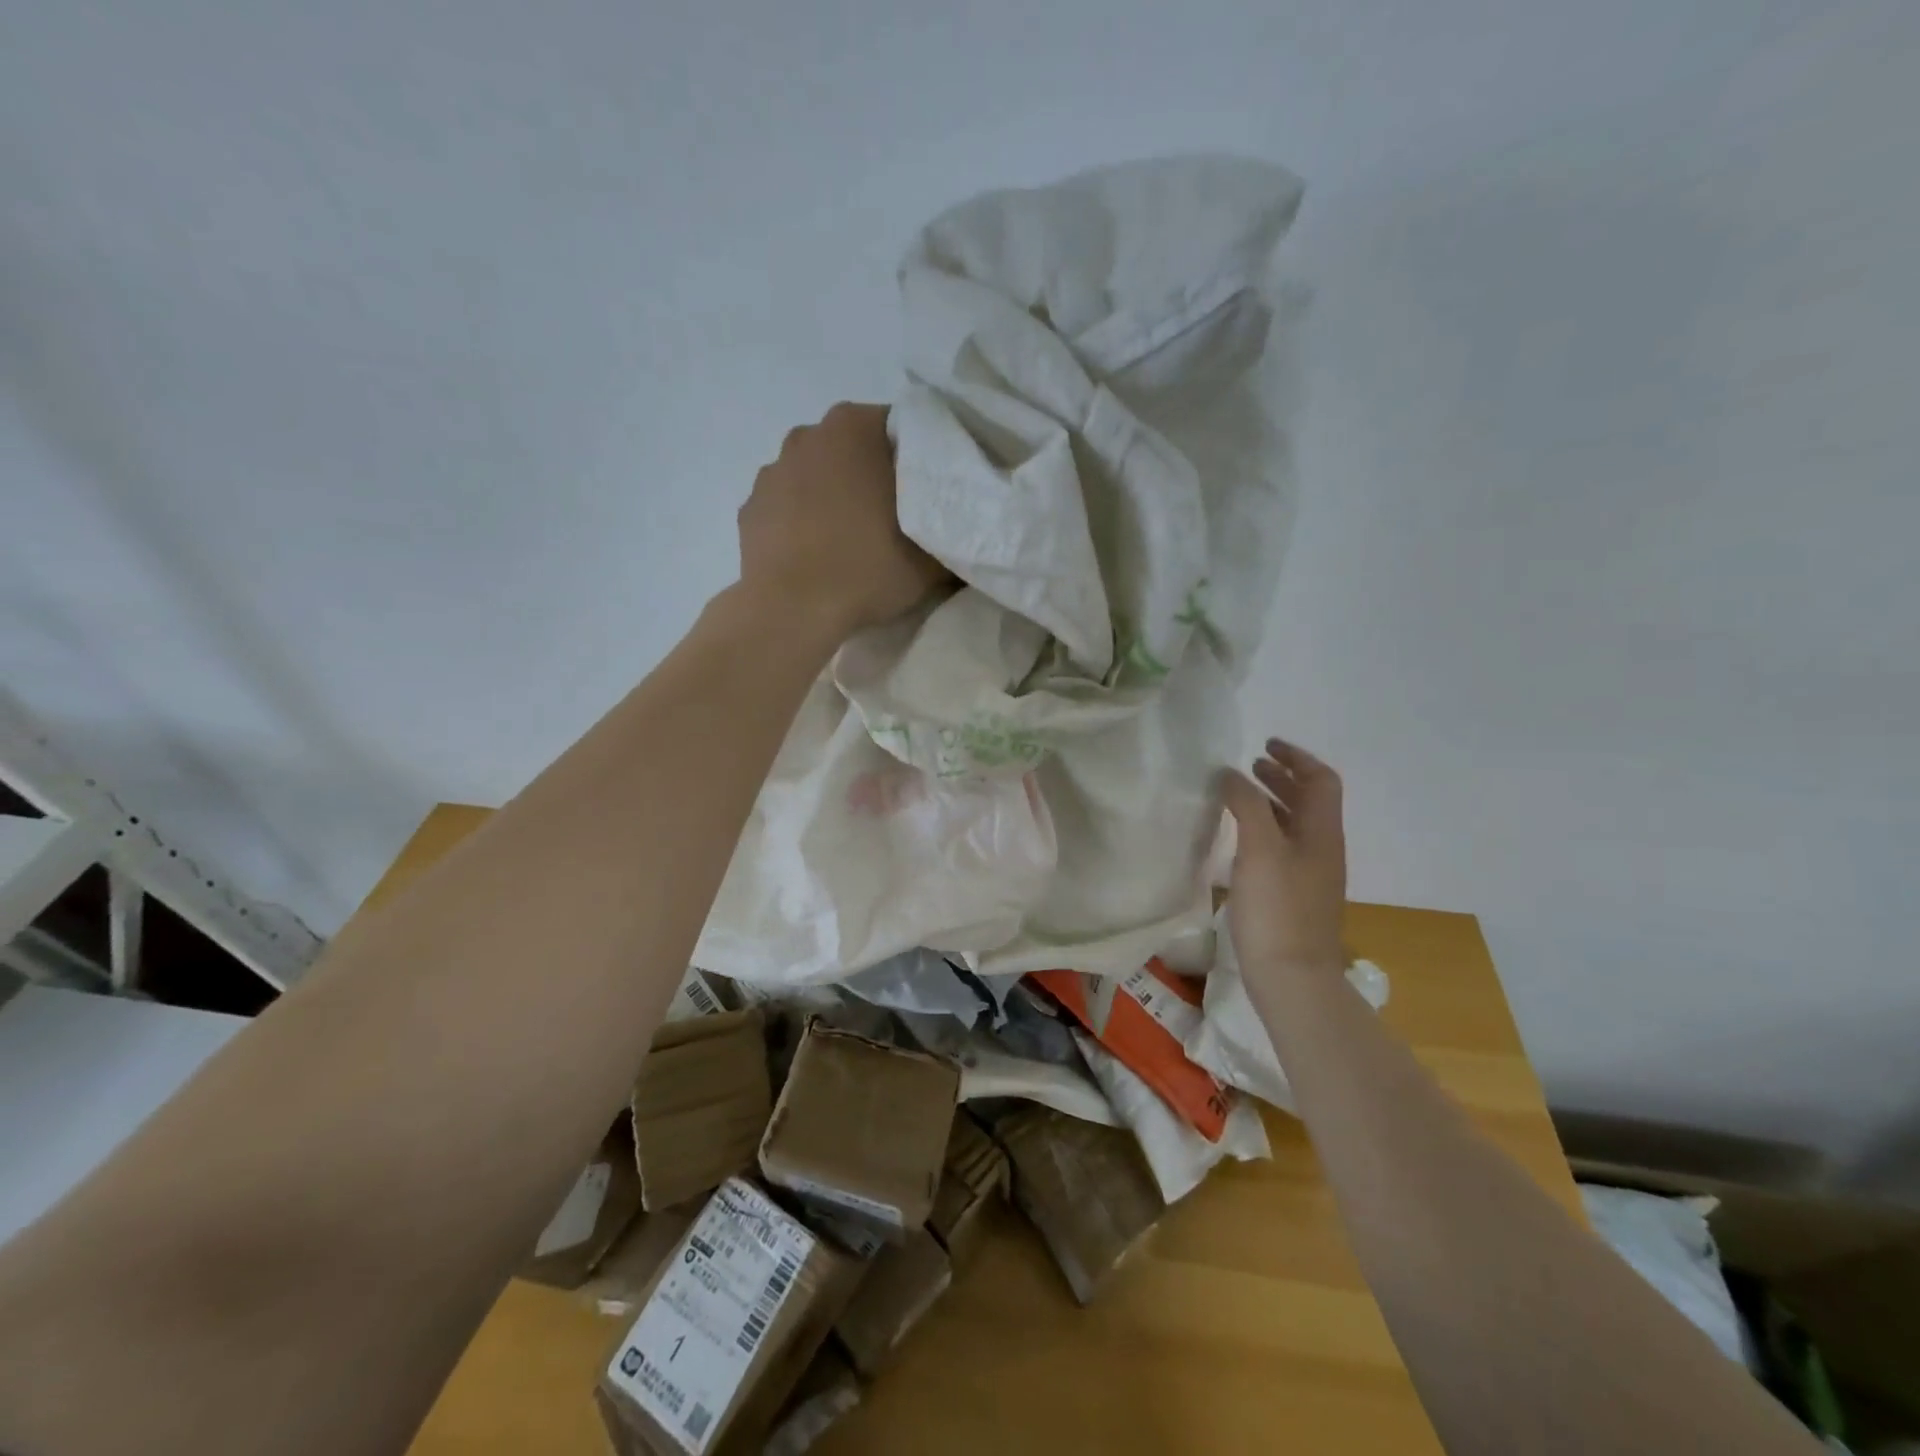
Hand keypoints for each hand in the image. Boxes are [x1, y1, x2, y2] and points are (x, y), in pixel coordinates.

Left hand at [737, 402, 947, 638]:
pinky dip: (801, 521)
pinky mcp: (750, 507)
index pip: (899, 426)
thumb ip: (949, 535)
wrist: (792, 610)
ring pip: (815, 474)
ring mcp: (772, 471)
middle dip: (872, 473)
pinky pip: (787, 506)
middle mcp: (808, 435)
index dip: (917, 459)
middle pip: (852, 448)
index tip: (927, 493)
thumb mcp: (930, 559)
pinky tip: (816, 553)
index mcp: (854, 428)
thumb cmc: (866, 569)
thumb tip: (957, 534)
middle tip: (894, 516)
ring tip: (850, 539)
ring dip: (833, 495)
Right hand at [1221, 738, 1347, 975]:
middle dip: (1283, 777)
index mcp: (1321, 832)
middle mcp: (1322, 848)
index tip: (1265, 745)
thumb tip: (1232, 774)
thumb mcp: (1259, 848)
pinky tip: (1240, 840)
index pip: (1320, 780)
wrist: (1293, 977)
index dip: (1297, 758)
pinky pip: (1283, 847)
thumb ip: (1247, 805)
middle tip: (1251, 766)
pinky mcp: (1294, 896)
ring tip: (1241, 796)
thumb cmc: (1277, 908)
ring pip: (1295, 825)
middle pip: (1310, 801)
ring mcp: (1310, 875)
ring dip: (1273, 802)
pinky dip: (1265, 829)